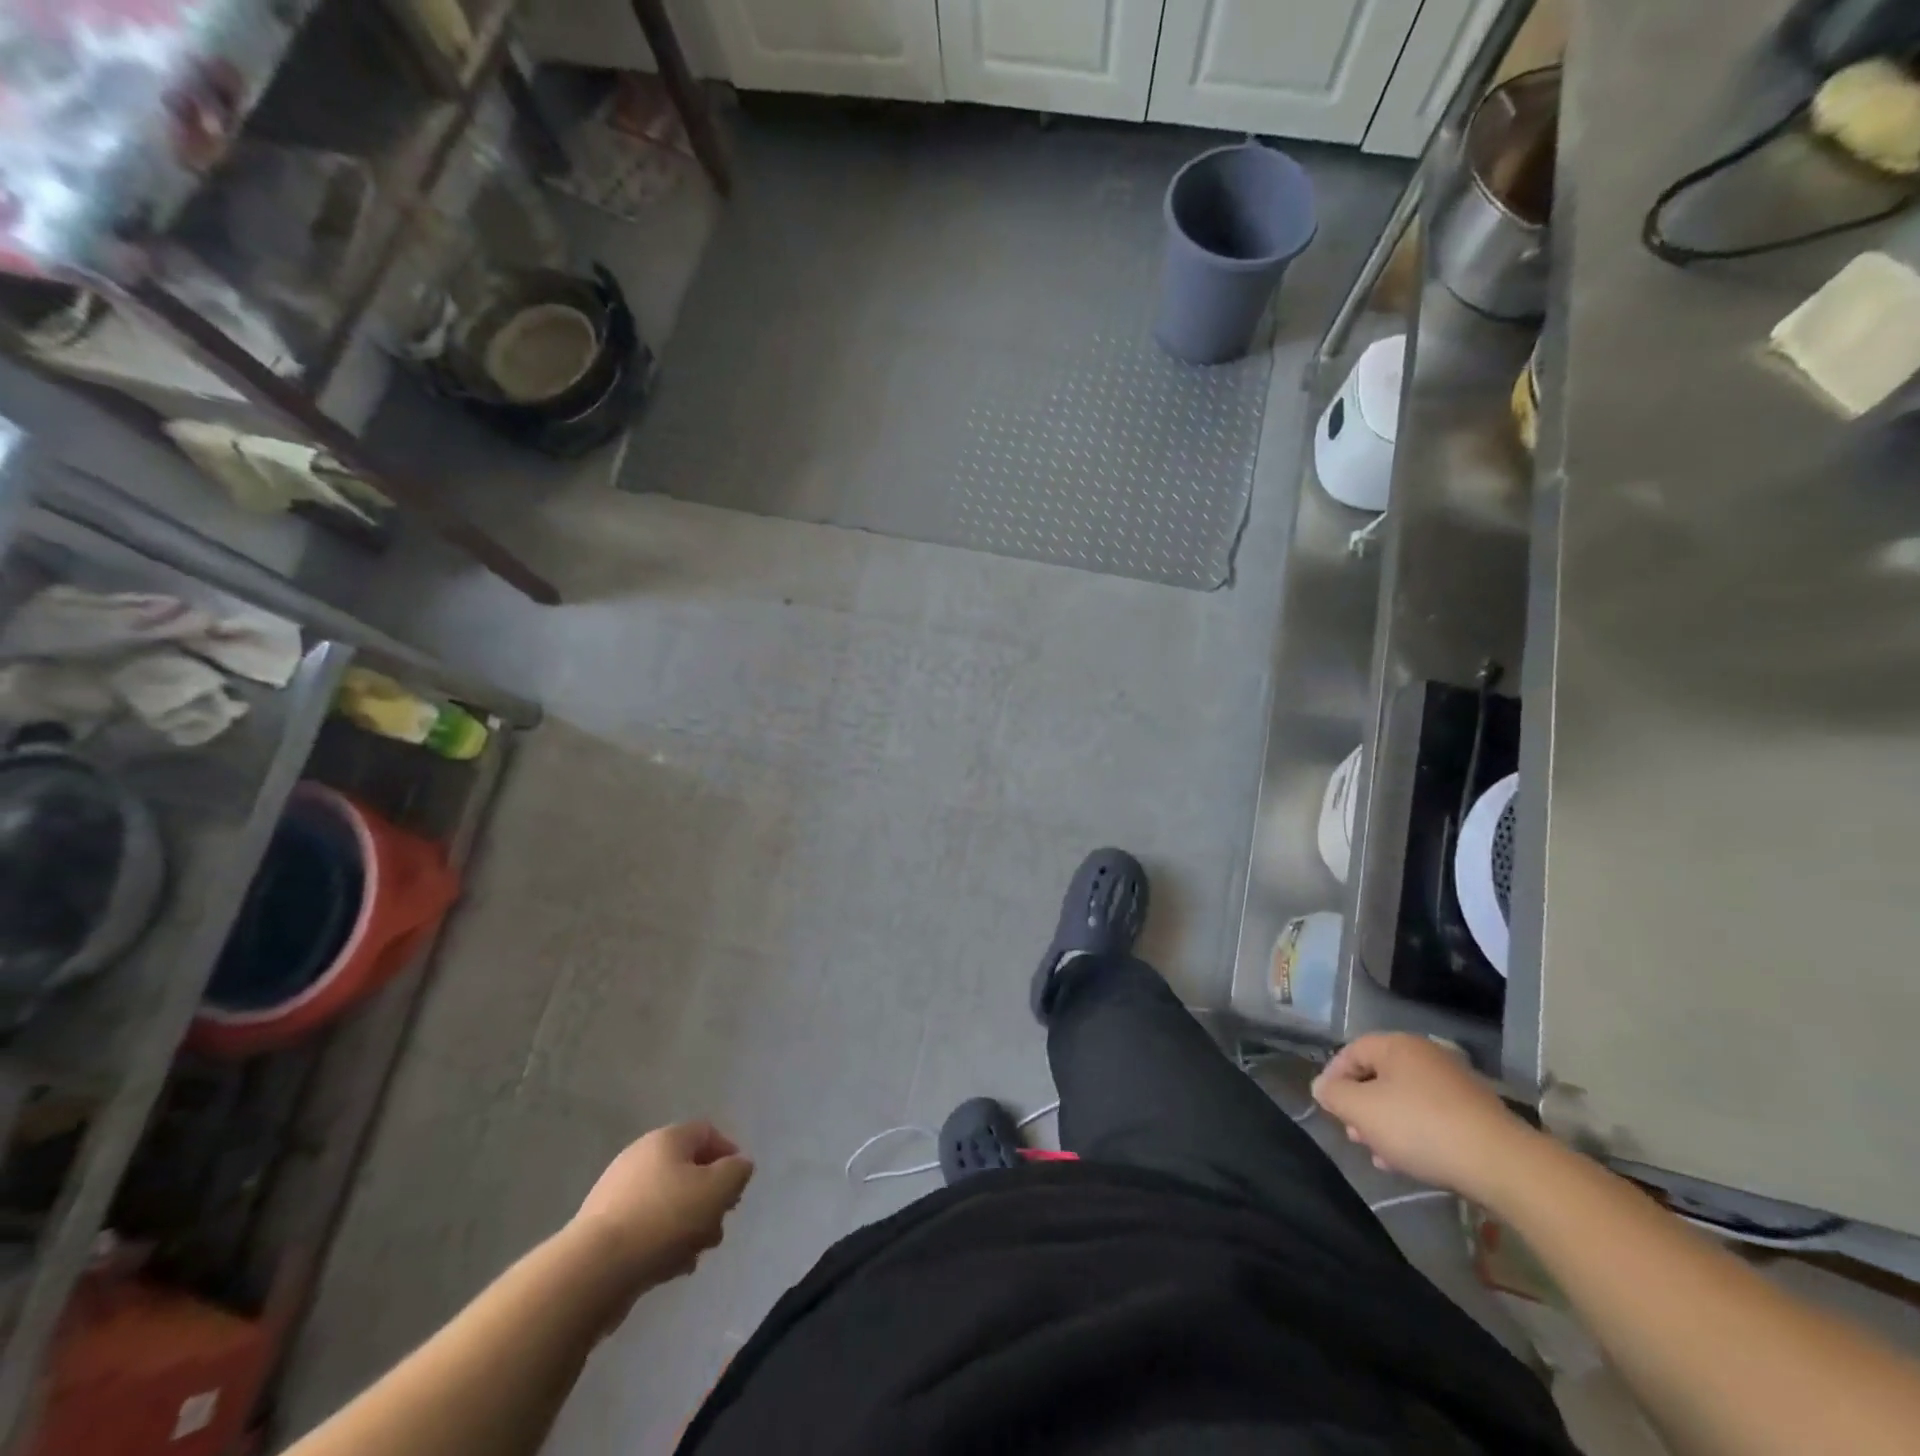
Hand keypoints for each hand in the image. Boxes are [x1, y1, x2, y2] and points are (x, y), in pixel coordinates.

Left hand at [570, 1121, 753, 1290]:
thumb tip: (738, 1166)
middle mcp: (641, 1157)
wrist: (593, 1271)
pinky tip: (669, 1268)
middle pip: (688, 1170)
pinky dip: (662, 1243)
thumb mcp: (717, 1190)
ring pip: (668, 1202)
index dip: (729, 1155)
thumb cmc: (664, 1219)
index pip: (707, 1132)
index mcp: (667, 1139)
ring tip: (695, 1255)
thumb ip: (737, 1172)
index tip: (737, 1188)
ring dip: (688, 1226)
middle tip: (718, 1226)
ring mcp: (618, 1194)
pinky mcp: (603, 1230)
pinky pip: (645, 1228)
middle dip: (709, 1199)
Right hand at [1311, 1033, 1538, 1203]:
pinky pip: (1431, 1116)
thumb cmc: (1420, 1127)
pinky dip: (1414, 1133)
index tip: (1327, 1108)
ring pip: (1405, 1099)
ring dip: (1386, 1124)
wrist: (1502, 1164)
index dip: (1333, 1078)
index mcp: (1396, 1045)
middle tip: (1353, 1134)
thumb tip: (1322, 1087)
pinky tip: (1410, 1162)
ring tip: (1379, 1155)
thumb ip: (1334, 1095)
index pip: (1351, 1052)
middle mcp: (1426, 1055)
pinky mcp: (1476, 1113)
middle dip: (1361, 1106)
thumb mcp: (1362, 1111)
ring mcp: (1455, 1083)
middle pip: (1378, 1076)